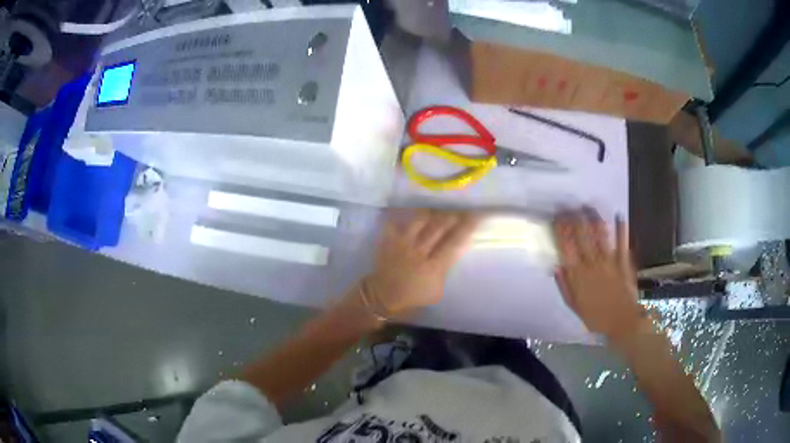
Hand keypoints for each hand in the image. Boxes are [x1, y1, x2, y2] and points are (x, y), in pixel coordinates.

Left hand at [362, 209, 479, 316]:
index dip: (467, 228)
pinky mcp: (389, 239)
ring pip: (420, 220)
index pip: (454, 242)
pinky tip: (412, 212)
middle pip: (439, 227)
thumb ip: (446, 270)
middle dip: (453, 216)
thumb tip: (454, 251)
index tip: (477, 216)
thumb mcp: (437, 291)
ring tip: (440, 211)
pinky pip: (397, 221)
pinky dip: (405, 214)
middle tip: (461, 211)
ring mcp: (403, 243)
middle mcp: (419, 251)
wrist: (383, 296)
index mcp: (433, 267)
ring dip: (433, 213)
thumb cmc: (413, 296)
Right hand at [552, 208, 644, 340]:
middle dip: (575, 218)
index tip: (557, 217)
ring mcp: (609, 260)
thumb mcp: (573, 305)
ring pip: (600, 234)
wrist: (621, 322)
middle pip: (582, 235)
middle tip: (570, 206)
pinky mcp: (624, 261)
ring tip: (589, 207)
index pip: (566, 246)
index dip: (561, 229)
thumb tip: (556, 265)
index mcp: (578, 274)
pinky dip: (621, 228)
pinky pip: (622, 242)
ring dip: (594, 218)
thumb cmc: (595, 316)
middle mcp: (592, 263)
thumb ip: (564, 285)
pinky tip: (619, 216)